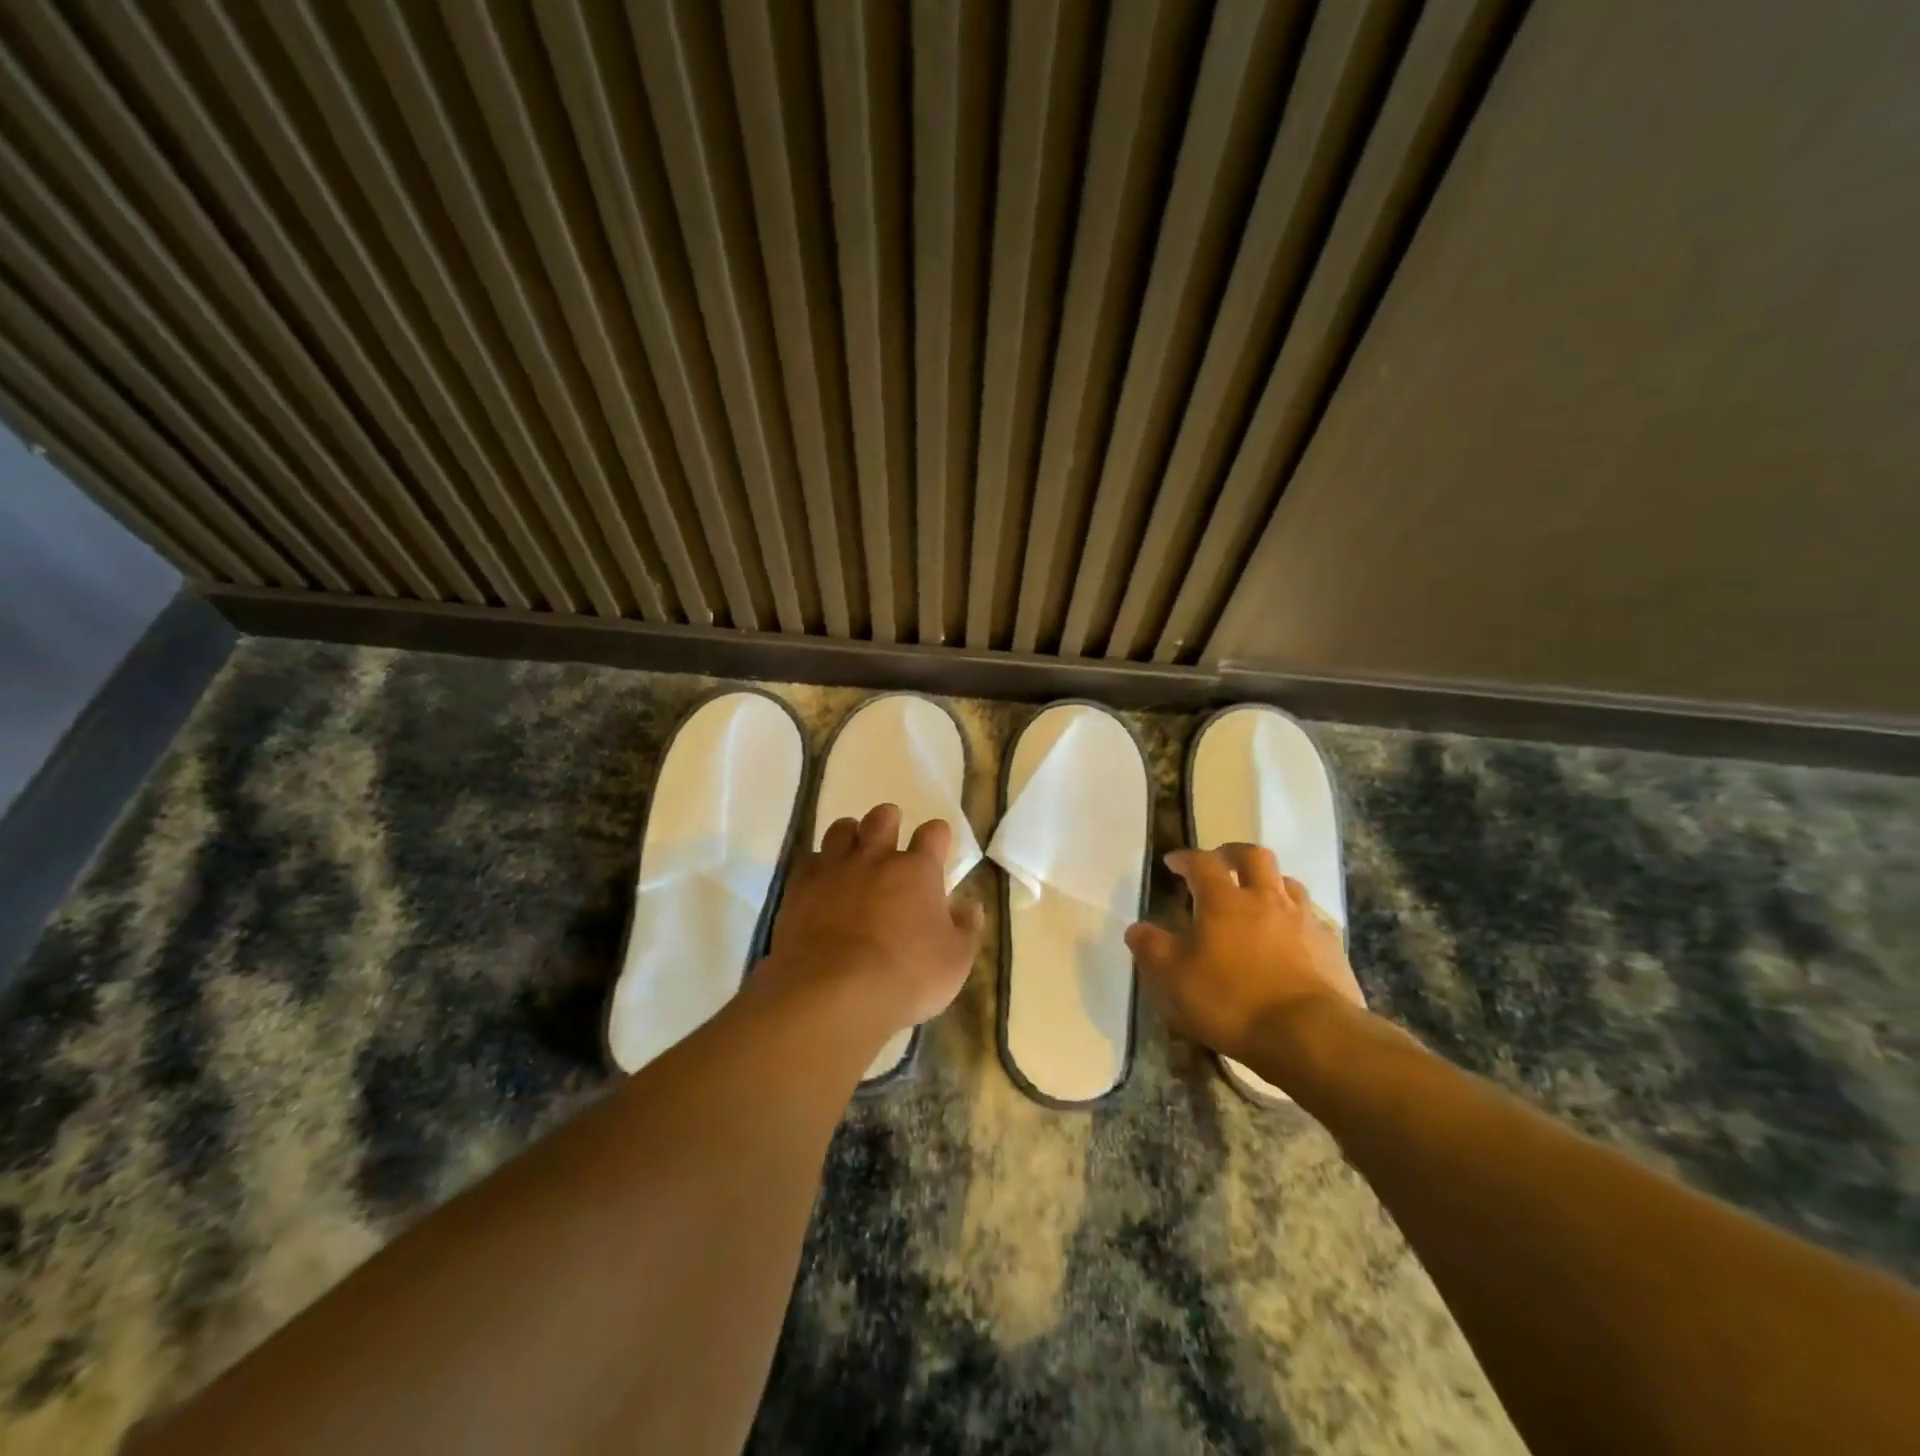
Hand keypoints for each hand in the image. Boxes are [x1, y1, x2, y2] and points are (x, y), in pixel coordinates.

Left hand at [765, 803, 983, 1037]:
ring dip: (851, 835)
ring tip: (854, 852)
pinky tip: (822, 881)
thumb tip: (970, 904)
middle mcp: (875, 858)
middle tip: (890, 836)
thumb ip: (966, 927)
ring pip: (841, 829)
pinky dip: (819, 865)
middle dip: (889, 821)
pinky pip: (809, 859)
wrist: (833, 992)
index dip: (937, 835)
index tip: (937, 845)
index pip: (933, 833)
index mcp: (917, 870)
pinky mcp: (800, 887)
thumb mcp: (955, 960)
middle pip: (882, 818)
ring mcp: (834, 868)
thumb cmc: (906, 976)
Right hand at [1125, 844, 1365, 1067]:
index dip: (1186, 858)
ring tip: (1257, 898)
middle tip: (1220, 864)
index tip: (1173, 863)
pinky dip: (1295, 918)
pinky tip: (1289, 938)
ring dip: (1268, 882)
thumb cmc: (1232, 1001)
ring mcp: (1304, 920)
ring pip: (1287, 882)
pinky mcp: (1331, 946)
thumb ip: (1151, 948)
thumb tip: (1136, 928)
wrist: (1311, 1035)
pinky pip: (1311, 918)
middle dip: (1233, 854)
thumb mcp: (1174, 979)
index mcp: (1224, 901)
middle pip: (1253, 856)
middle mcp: (1266, 898)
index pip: (1202, 863)